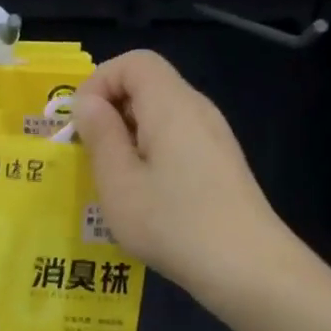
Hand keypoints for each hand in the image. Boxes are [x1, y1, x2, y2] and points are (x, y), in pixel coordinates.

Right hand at [71, 51, 291, 302]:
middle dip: (111, 112)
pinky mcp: (221, 163)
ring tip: (115, 181)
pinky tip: (147, 196)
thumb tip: (89, 102)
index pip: (134, 61)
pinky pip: (177, 139)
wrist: (247, 268)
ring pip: (161, 115)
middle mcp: (197, 110)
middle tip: (91, 157)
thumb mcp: (119, 182)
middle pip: (148, 85)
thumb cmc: (173, 223)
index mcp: (171, 105)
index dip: (100, 82)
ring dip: (129, 137)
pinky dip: (151, 154)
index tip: (82, 124)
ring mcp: (214, 137)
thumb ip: (100, 135)